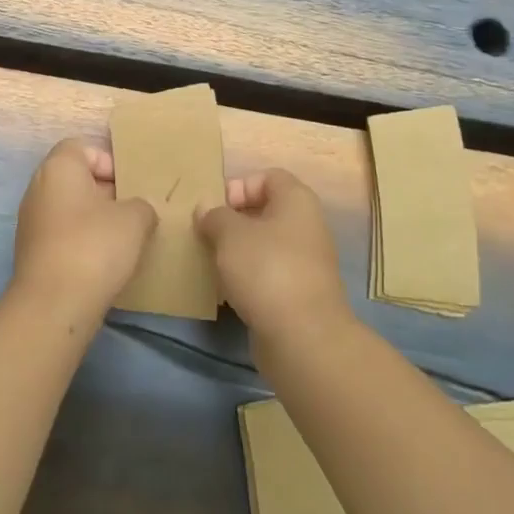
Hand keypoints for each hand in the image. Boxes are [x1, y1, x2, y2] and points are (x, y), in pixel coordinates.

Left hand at [9, 137, 156, 325]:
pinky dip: (82, 241)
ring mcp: (31, 222)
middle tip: (132, 211)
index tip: (129, 185)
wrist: (54, 305)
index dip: (108, 161)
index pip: (82, 147)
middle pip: (76, 178)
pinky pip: (62, 234)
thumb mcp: (135, 219)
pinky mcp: (32, 253)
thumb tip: (137, 211)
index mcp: (58, 168)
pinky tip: (104, 261)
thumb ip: (141, 205)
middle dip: (106, 191)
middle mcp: (38, 188)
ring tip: (123, 238)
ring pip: (70, 208)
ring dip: (95, 219)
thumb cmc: (95, 246)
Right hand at [196, 169, 354, 343]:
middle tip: (208, 235)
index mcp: (297, 201)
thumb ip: (215, 216)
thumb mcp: (230, 234)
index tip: (217, 209)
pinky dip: (249, 278)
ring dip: (239, 251)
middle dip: (234, 221)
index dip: (240, 186)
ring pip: (266, 245)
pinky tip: (229, 291)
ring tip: (214, 263)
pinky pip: (269, 274)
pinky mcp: (300, 293)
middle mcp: (307, 226)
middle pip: (266, 211)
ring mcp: (306, 262)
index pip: (268, 177)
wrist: (303, 337)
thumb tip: (207, 211)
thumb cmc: (266, 270)